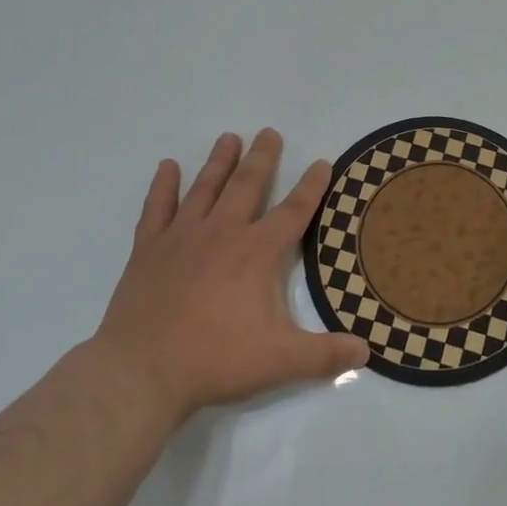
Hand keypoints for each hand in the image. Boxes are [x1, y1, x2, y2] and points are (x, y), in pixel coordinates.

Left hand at [89, 129, 367, 423]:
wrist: (140, 372)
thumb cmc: (214, 360)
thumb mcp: (280, 361)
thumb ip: (325, 355)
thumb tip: (366, 352)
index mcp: (257, 252)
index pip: (294, 210)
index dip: (312, 186)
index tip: (322, 162)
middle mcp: (223, 232)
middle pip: (247, 184)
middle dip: (262, 157)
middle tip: (269, 132)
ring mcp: (182, 237)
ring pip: (205, 187)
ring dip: (219, 161)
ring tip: (229, 138)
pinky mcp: (148, 249)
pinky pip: (157, 207)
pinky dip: (162, 186)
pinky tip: (167, 167)